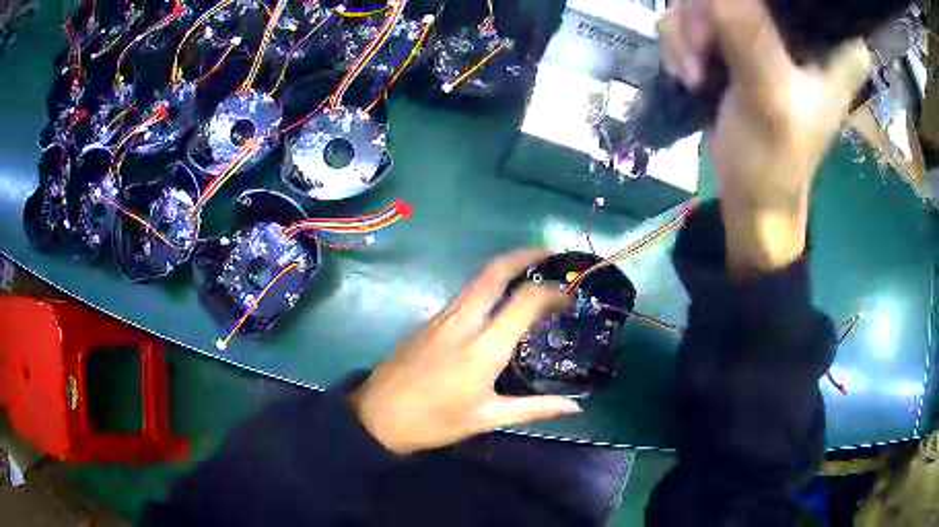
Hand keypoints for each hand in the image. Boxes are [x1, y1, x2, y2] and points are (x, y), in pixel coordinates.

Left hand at [348, 250, 581, 454]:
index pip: (525, 300)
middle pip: (495, 271)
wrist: (377, 416)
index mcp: (483, 348)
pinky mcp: (430, 320)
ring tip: (530, 273)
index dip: (552, 292)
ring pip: (478, 279)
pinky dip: (488, 285)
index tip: (569, 298)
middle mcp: (464, 322)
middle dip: (524, 255)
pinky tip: (499, 300)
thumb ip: (534, 409)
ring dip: (505, 268)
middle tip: (549, 255)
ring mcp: (443, 317)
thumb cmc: (434, 421)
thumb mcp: (487, 418)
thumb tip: (575, 407)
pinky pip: (465, 293)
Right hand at [660, 0, 870, 275]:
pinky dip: (681, 43)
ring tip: (695, 74)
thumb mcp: (770, 98)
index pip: (805, 0)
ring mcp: (764, 30)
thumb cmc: (775, 161)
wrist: (751, 196)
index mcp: (832, 43)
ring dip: (687, 33)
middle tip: (703, 55)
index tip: (751, 40)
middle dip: (705, 15)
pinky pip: (692, 16)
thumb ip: (749, 34)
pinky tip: (690, 73)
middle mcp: (799, 28)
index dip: (770, 6)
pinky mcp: (735, 39)